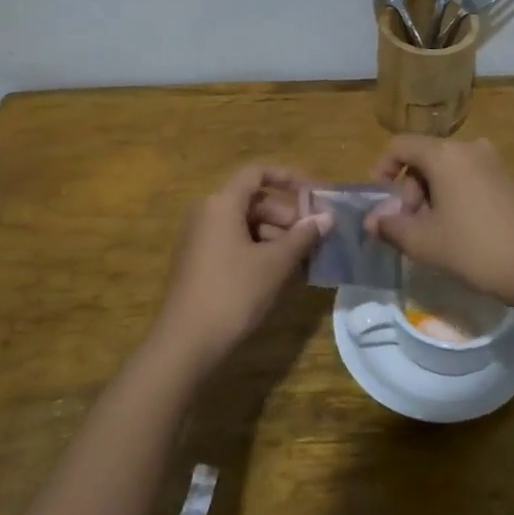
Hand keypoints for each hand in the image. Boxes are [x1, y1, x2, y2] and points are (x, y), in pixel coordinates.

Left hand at [150, 164, 330, 376]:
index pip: (257, 172)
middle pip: (253, 200)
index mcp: (221, 203)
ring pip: (245, 223)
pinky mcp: (199, 261)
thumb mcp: (274, 263)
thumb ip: (303, 236)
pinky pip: (234, 242)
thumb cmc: (233, 293)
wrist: (186, 342)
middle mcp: (207, 212)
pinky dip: (258, 249)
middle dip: (286, 214)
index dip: (289, 177)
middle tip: (312, 237)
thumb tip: (327, 217)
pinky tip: (278, 272)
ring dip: (275, 235)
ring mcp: (200, 238)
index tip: (315, 194)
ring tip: (301, 259)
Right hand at [365, 136, 513, 320]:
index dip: (382, 168)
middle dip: (410, 191)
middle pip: (425, 158)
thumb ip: (391, 227)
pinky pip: (471, 181)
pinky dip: (456, 200)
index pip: (401, 145)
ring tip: (434, 236)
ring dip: (432, 198)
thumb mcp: (425, 242)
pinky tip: (461, 234)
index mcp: (445, 154)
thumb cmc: (476, 249)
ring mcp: (495, 164)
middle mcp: (470, 149)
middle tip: (409, 228)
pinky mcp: (511, 182)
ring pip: (448, 171)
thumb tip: (372, 220)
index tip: (380, 201)